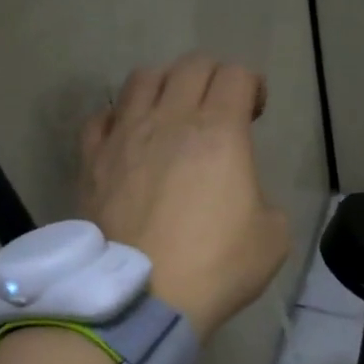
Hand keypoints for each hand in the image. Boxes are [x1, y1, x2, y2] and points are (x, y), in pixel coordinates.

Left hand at [80, 54, 289, 339]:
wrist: (141, 298)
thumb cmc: (214, 267)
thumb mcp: (272, 238)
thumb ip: (264, 201)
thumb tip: (243, 196)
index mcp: (219, 131)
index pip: (236, 75)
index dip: (251, 85)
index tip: (254, 112)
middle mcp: (169, 120)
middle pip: (190, 66)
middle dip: (213, 77)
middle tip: (219, 107)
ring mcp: (124, 136)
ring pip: (141, 79)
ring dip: (165, 85)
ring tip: (171, 112)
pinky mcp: (91, 160)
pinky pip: (100, 118)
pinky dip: (118, 119)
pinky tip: (127, 139)